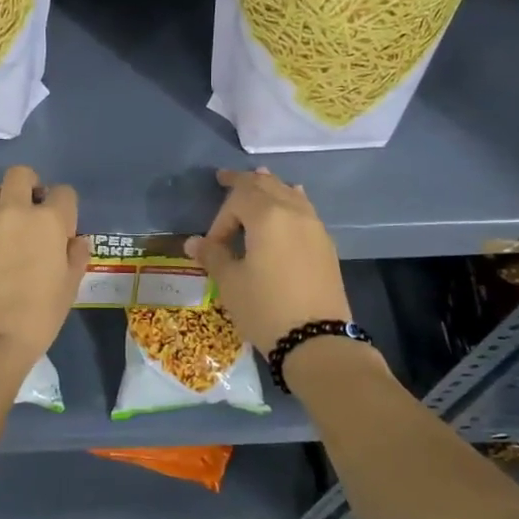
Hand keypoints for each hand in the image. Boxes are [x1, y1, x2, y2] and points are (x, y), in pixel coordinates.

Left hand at [0, 165, 88, 369]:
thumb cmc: (38, 317)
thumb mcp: (69, 288)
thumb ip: (75, 256)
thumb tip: (74, 240)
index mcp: (49, 221)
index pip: (63, 192)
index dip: (64, 208)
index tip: (60, 227)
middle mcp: (14, 211)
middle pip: (20, 174)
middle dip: (27, 186)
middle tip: (27, 213)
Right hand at [185, 168, 351, 352]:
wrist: (317, 340)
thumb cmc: (265, 308)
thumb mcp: (231, 282)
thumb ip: (213, 255)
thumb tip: (192, 242)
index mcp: (267, 216)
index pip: (238, 199)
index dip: (220, 219)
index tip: (211, 246)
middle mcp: (294, 212)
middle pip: (266, 185)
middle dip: (243, 183)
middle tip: (225, 178)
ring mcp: (314, 227)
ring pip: (289, 193)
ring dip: (270, 187)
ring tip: (260, 179)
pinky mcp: (325, 245)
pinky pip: (304, 209)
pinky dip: (290, 200)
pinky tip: (291, 201)